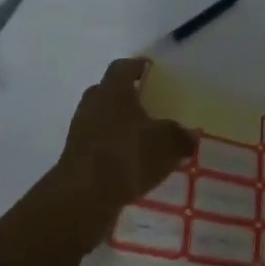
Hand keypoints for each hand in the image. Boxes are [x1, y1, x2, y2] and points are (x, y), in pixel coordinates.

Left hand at [52, 58, 194, 232]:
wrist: (82, 198)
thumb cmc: (127, 154)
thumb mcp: (167, 142)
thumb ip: (181, 136)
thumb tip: (190, 136)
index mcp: (113, 90)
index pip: (123, 67)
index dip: (138, 67)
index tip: (152, 71)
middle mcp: (93, 104)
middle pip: (108, 92)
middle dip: (127, 97)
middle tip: (149, 104)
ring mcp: (79, 132)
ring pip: (102, 119)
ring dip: (119, 126)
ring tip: (143, 138)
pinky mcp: (74, 159)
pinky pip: (98, 146)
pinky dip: (113, 150)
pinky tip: (132, 164)